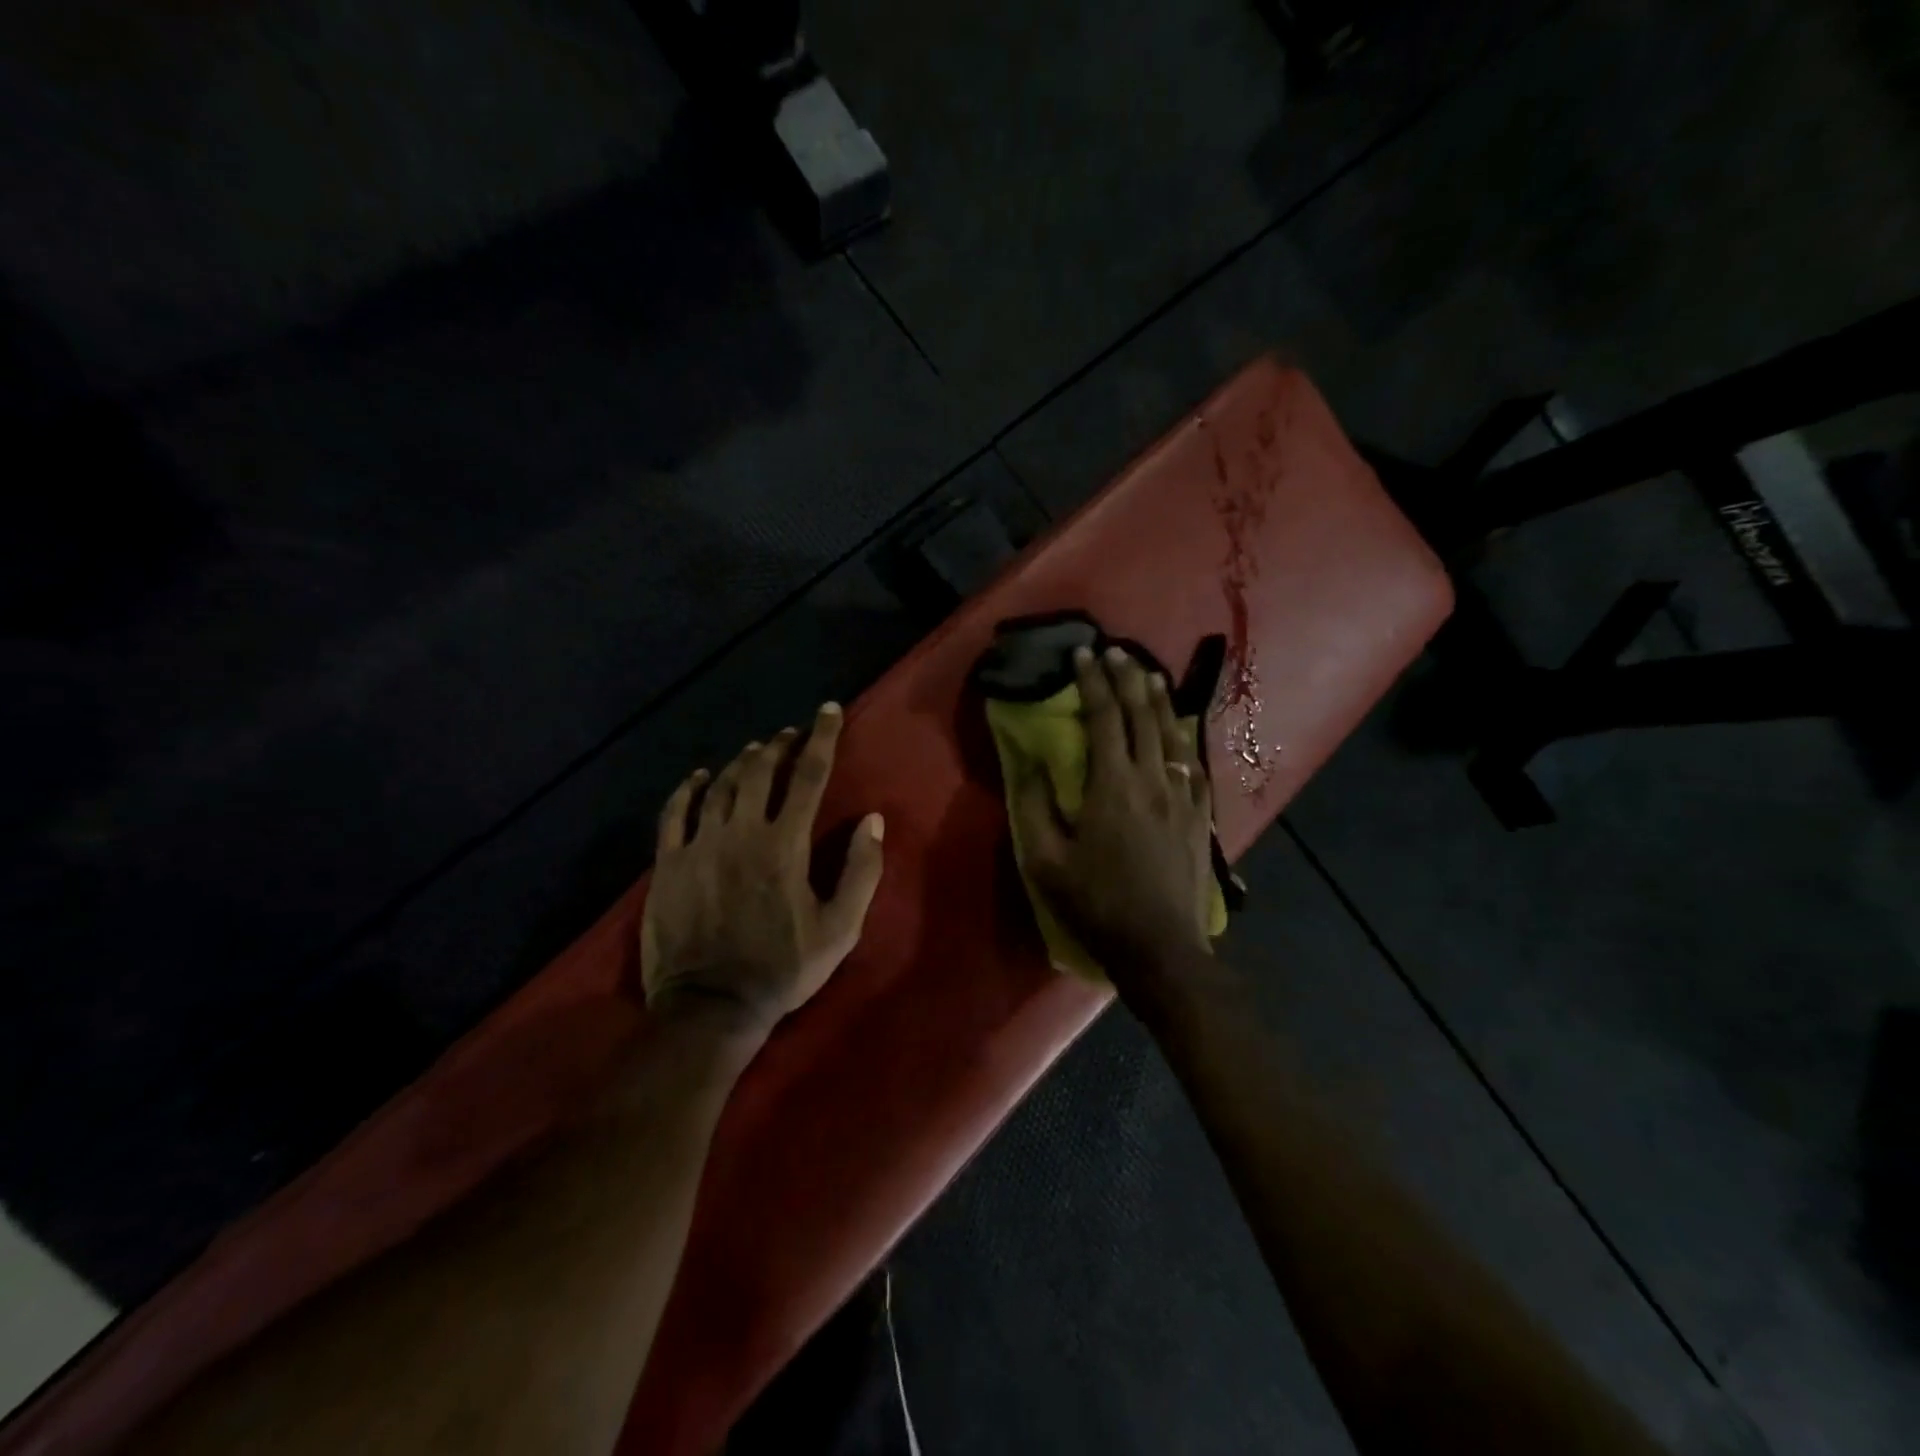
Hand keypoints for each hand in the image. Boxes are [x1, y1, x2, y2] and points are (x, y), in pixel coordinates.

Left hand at [641, 702, 885, 1036]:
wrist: (711, 1006)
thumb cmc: (783, 968)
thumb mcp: (840, 928)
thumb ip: (861, 871)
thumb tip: (871, 820)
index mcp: (785, 844)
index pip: (809, 776)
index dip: (822, 738)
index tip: (828, 711)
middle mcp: (741, 832)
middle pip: (761, 770)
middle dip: (780, 744)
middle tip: (791, 734)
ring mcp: (700, 845)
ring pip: (722, 785)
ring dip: (743, 761)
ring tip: (756, 750)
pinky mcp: (668, 863)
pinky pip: (675, 812)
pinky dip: (689, 788)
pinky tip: (700, 776)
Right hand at [1014, 646, 1214, 991]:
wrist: (1160, 947)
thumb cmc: (1096, 904)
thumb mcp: (1046, 861)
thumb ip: (1036, 806)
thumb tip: (1033, 763)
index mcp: (1113, 786)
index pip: (1104, 719)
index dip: (1093, 683)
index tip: (1083, 655)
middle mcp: (1153, 779)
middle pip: (1143, 716)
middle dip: (1127, 678)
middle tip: (1115, 652)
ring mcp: (1183, 796)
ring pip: (1174, 733)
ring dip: (1160, 699)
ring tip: (1149, 675)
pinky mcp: (1200, 815)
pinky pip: (1194, 762)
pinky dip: (1185, 734)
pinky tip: (1181, 726)